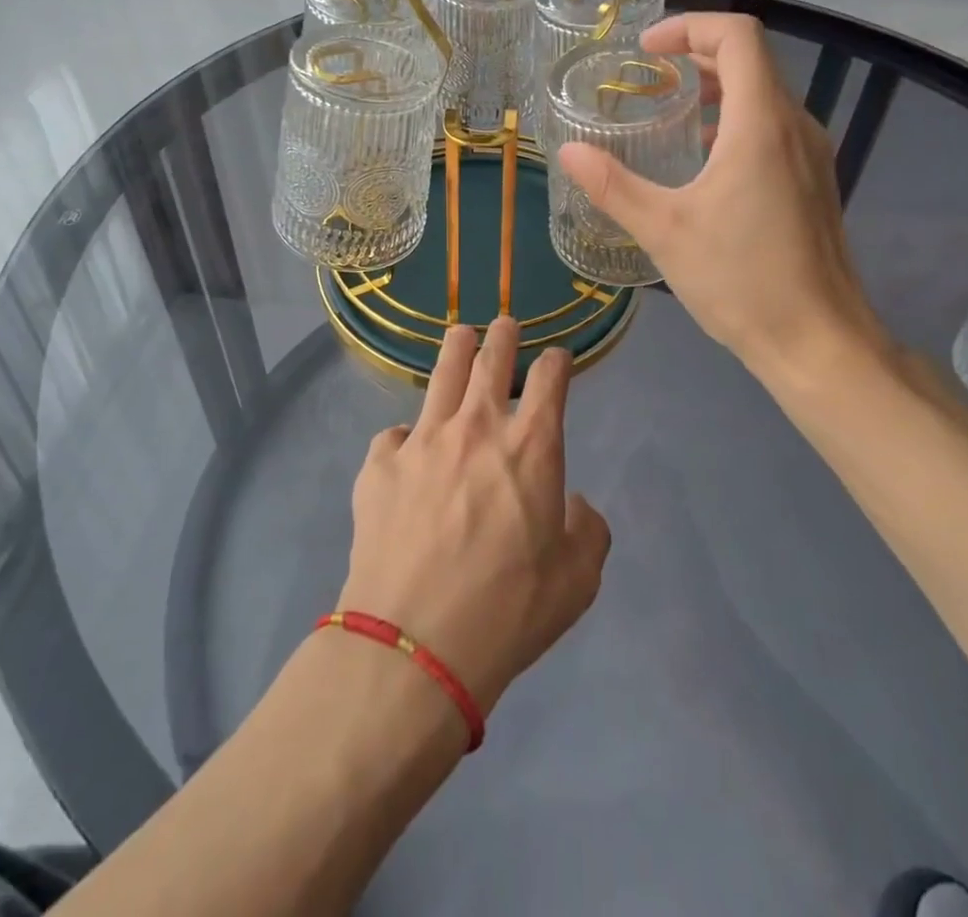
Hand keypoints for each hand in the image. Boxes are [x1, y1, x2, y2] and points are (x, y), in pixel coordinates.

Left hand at [337, 318, 610, 714]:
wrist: (416, 643)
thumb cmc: (509, 610)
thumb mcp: (578, 580)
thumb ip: (588, 530)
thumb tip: (574, 504)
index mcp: (531, 446)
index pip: (550, 379)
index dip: (556, 361)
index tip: (557, 357)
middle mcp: (476, 427)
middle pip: (491, 358)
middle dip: (503, 336)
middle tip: (505, 324)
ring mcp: (422, 440)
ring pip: (441, 374)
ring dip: (456, 349)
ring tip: (460, 335)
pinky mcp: (379, 464)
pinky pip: (395, 435)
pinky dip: (407, 437)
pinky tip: (407, 450)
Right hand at [557, 12, 889, 383]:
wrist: (817, 341)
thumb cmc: (741, 280)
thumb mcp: (664, 230)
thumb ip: (613, 185)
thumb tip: (567, 151)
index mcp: (761, 124)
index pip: (737, 36)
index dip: (690, 27)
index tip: (646, 50)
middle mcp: (795, 127)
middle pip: (752, 60)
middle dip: (698, 54)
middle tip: (649, 76)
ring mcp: (812, 155)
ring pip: (765, 95)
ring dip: (718, 88)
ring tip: (673, 113)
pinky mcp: (814, 182)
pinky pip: (774, 128)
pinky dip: (736, 121)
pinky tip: (705, 161)